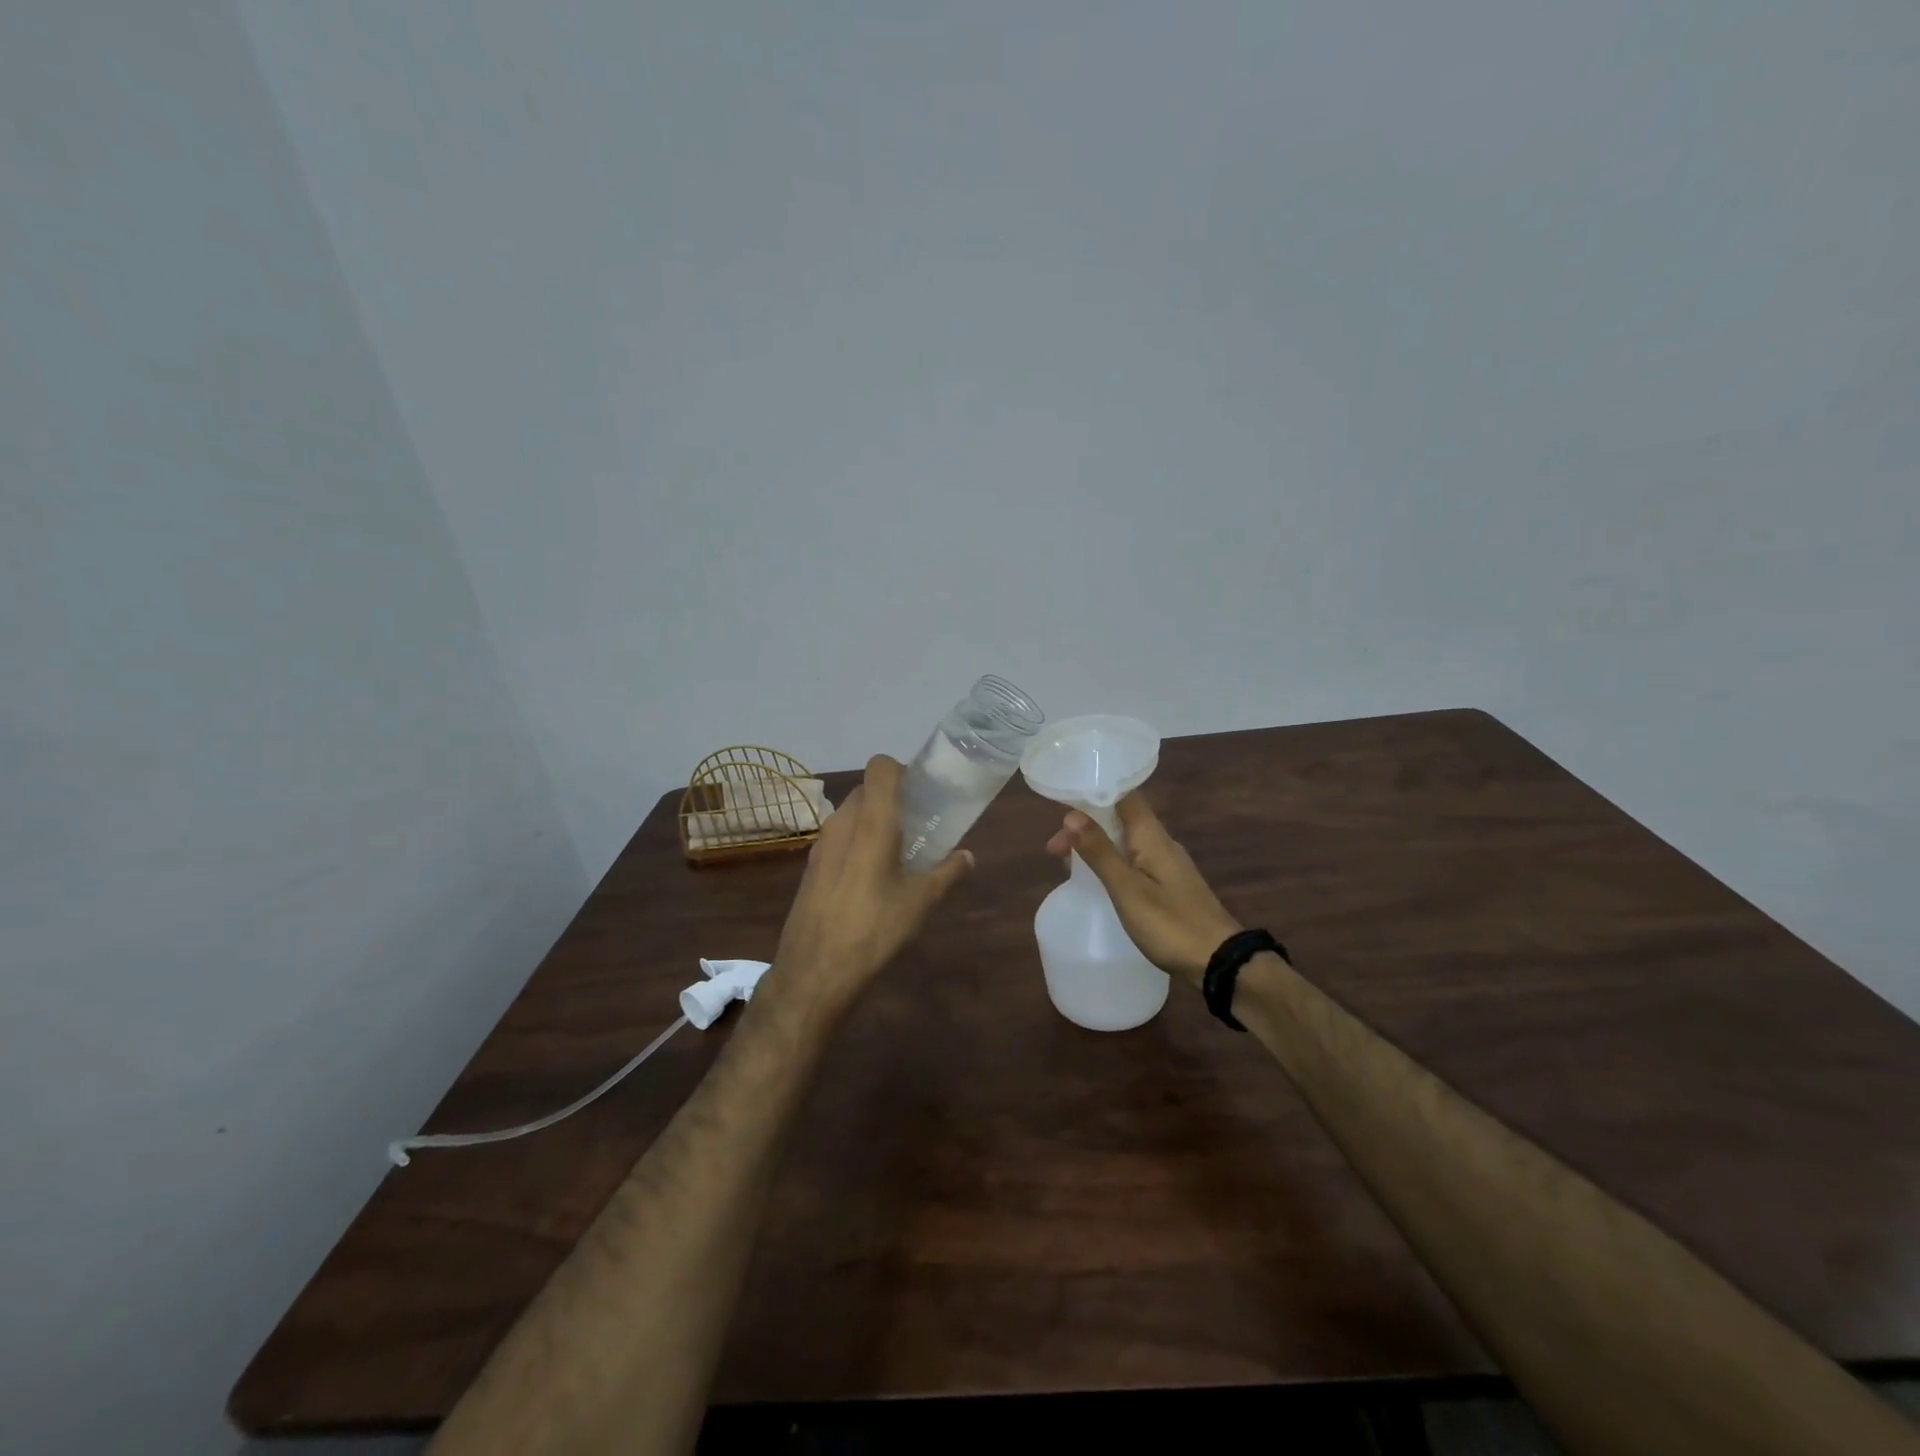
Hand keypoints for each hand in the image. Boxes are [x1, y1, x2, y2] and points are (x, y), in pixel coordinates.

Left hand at [766, 754, 974, 1018]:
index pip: (880, 767)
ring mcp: (821, 844)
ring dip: (873, 822)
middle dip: (892, 800)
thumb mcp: (920, 903)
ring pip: (851, 815)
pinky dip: (856, 843)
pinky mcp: (810, 866)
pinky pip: (838, 839)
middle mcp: (842, 822)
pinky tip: (871, 878)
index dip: (901, 771)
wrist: (815, 972)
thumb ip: (948, 873)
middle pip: (867, 791)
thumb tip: (968, 857)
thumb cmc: (874, 929)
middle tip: (918, 825)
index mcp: (871, 821)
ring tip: (897, 853)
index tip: (922, 794)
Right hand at [1047, 792, 1242, 989]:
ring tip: (1068, 864)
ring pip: (1126, 842)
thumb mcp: (1127, 888)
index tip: (1061, 807)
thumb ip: (1100, 851)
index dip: (1093, 794)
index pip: (1124, 795)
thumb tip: (1071, 815)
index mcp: (1152, 836)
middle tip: (1054, 850)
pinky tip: (1099, 882)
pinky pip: (1134, 862)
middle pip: (1120, 818)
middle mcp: (1161, 843)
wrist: (1219, 962)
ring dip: (1097, 846)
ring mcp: (1168, 865)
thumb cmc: (1170, 923)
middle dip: (1086, 826)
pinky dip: (1111, 864)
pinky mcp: (1169, 886)